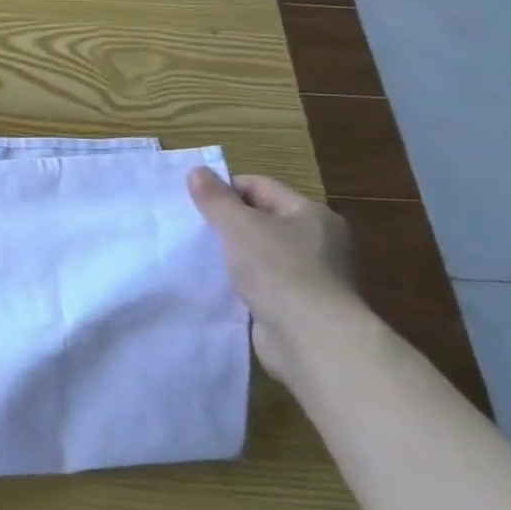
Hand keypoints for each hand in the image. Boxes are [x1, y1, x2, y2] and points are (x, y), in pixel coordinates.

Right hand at [188, 167, 365, 381]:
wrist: (310, 338)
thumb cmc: (278, 269)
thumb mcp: (239, 225)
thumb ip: (215, 199)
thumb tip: (197, 171)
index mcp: (310, 214)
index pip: (260, 186)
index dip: (225, 189)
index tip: (193, 201)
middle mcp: (317, 241)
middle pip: (261, 219)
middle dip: (227, 222)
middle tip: (192, 227)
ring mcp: (310, 275)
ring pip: (259, 252)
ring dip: (232, 254)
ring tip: (199, 255)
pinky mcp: (298, 305)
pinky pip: (262, 282)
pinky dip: (241, 281)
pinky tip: (218, 284)